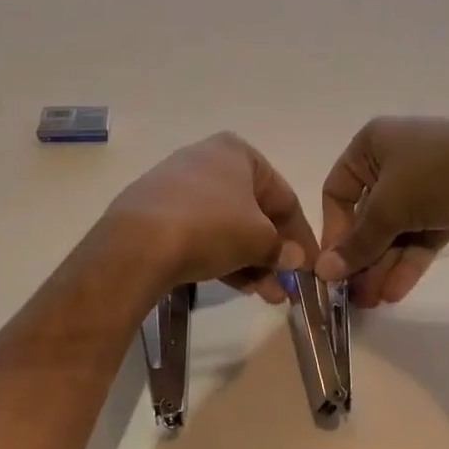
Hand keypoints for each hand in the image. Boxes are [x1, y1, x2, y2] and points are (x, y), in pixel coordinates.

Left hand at [101, 133, 317, 303]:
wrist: (138, 243)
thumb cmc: (211, 227)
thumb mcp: (258, 239)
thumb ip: (281, 248)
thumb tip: (293, 258)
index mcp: (236, 152)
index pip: (283, 196)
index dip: (300, 235)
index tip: (310, 266)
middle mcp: (205, 159)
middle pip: (252, 212)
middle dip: (271, 254)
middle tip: (285, 288)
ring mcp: (176, 185)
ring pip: (225, 226)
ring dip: (248, 261)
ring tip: (264, 296)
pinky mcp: (154, 211)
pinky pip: (197, 233)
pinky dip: (218, 256)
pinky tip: (233, 285)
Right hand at [316, 117, 448, 306]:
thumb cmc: (436, 174)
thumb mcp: (388, 209)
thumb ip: (356, 243)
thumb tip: (323, 273)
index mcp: (371, 144)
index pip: (337, 192)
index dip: (333, 230)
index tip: (334, 266)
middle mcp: (396, 156)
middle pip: (369, 214)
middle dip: (363, 256)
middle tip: (356, 295)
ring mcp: (429, 177)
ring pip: (398, 226)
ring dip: (385, 263)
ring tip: (376, 301)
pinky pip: (424, 230)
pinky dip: (411, 257)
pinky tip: (398, 290)